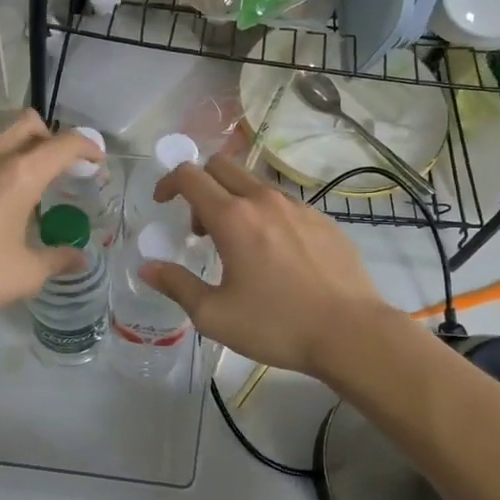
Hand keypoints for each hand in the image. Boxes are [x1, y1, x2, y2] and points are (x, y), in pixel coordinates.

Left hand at [0, 112, 102, 332]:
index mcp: (20, 174)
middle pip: (28, 124)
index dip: (87, 148)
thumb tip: (79, 259)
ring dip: (19, 154)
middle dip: (50, 138)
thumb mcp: (24, 275)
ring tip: (22, 194)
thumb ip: (57, 261)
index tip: (96, 163)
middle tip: (59, 170)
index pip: (64, 144)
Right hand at [146, 156, 395, 376]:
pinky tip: (277, 256)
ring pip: (254, 184)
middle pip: (222, 166)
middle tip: (200, 228)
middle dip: (201, 186)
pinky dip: (266, 215)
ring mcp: (298, 207)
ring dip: (234, 200)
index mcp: (232, 218)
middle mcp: (264, 201)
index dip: (168, 182)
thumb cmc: (277, 325)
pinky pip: (283, 203)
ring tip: (239, 245)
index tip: (162, 202)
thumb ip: (177, 285)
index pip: (190, 176)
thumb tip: (147, 267)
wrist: (352, 333)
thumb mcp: (215, 315)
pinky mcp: (323, 220)